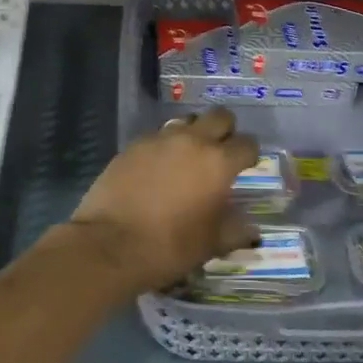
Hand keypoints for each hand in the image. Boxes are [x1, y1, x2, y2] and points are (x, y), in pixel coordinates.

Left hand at [68, 110, 261, 294]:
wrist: (110, 244)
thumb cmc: (169, 246)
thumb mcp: (210, 244)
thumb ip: (235, 230)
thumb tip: (252, 229)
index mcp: (218, 162)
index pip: (247, 144)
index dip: (250, 154)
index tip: (246, 166)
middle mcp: (192, 141)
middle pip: (219, 117)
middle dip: (226, 130)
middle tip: (221, 152)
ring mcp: (159, 139)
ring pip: (187, 121)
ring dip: (194, 133)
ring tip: (188, 158)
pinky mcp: (133, 145)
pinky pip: (158, 136)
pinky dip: (165, 146)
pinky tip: (158, 169)